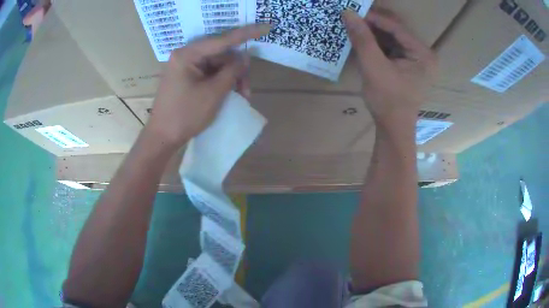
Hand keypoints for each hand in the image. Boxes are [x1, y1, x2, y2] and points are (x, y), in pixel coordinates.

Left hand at [146, 24, 270, 147]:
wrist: (163, 138)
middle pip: (220, 55)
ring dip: (231, 79)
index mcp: (188, 54)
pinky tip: (229, 95)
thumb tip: (245, 57)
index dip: (246, 34)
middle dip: (236, 71)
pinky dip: (221, 83)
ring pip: (216, 66)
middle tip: (247, 91)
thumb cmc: (186, 115)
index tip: (265, 27)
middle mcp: (185, 56)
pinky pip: (209, 74)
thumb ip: (232, 71)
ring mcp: (184, 67)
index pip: (222, 40)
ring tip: (241, 97)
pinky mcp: (186, 78)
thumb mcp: (214, 92)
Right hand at [342, 9, 436, 125]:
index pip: (397, 28)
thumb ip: (362, 39)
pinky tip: (365, 39)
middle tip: (354, 17)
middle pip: (397, 31)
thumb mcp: (373, 67)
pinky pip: (393, 48)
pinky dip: (378, 43)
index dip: (375, 18)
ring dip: (375, 32)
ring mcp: (418, 60)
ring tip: (356, 26)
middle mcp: (424, 55)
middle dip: (374, 24)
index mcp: (423, 55)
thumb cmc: (387, 101)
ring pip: (394, 38)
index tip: (353, 11)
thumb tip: (348, 13)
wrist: (393, 128)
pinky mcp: (410, 66)